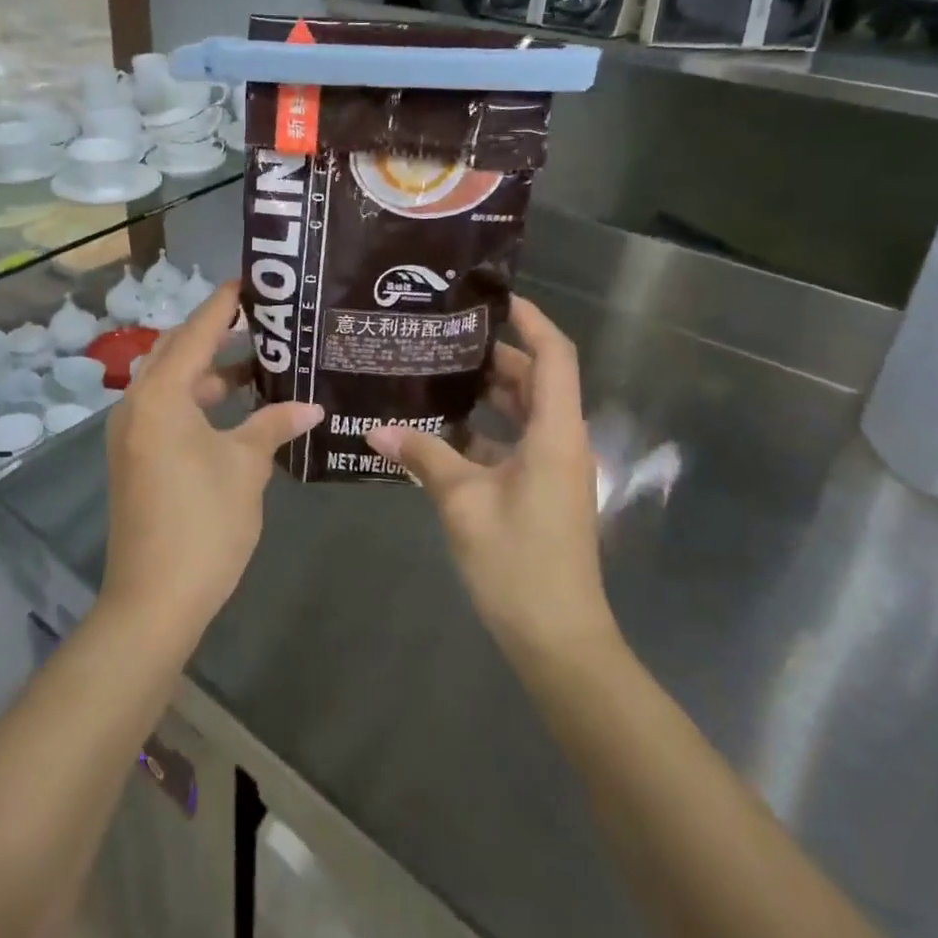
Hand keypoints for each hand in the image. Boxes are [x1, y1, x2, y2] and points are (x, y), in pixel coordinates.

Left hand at [102, 280, 322, 650]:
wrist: (153, 599)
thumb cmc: (203, 523)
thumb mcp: (245, 467)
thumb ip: (273, 426)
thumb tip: (309, 408)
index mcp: (160, 395)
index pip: (197, 332)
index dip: (224, 303)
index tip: (251, 280)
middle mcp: (138, 404)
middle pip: (179, 351)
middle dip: (217, 332)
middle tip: (262, 318)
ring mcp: (133, 432)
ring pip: (174, 383)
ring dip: (211, 371)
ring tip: (260, 361)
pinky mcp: (136, 457)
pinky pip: (169, 410)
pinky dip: (200, 401)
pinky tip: (236, 408)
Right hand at [367, 295, 616, 663]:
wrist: (558, 639)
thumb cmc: (518, 562)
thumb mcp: (463, 502)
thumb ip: (423, 456)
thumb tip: (375, 429)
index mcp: (556, 433)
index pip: (554, 356)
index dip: (532, 320)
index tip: (494, 299)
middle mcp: (561, 443)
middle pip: (536, 381)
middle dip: (495, 356)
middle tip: (444, 337)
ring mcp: (553, 470)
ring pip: (523, 414)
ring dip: (488, 395)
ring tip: (437, 375)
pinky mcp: (541, 493)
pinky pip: (513, 445)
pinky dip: (483, 433)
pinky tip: (440, 433)